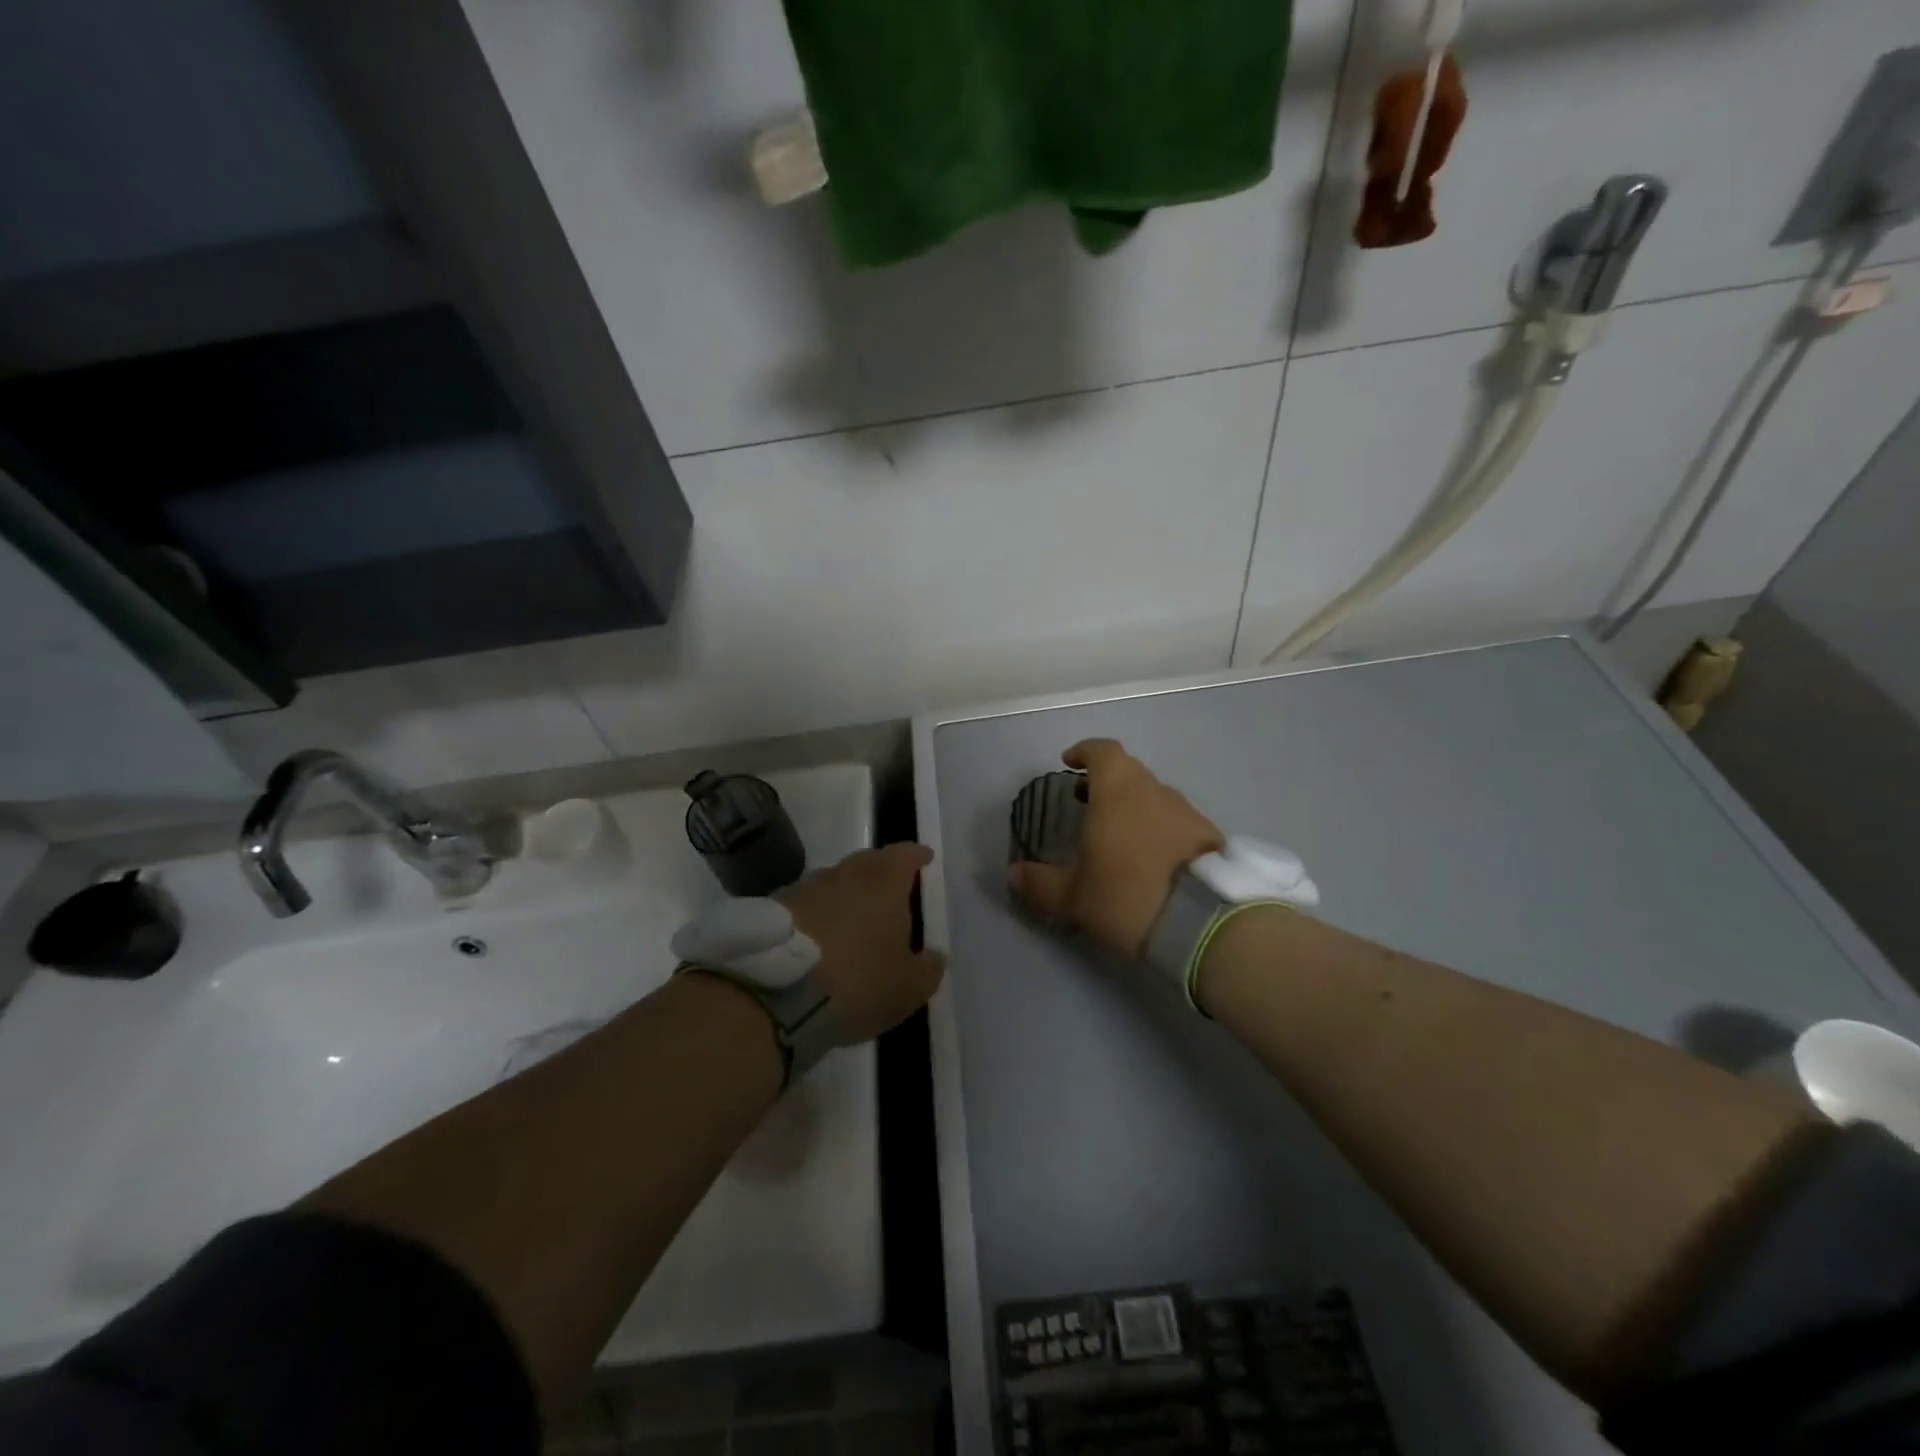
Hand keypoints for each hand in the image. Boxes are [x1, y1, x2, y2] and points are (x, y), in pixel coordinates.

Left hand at [780, 843, 945, 1045]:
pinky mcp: (775, 908)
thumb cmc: (858, 981)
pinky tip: (817, 936)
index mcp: (884, 882)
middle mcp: (845, 873)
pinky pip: (805, 903)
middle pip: (869, 861)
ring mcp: (806, 887)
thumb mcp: (908, 987)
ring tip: (852, 917)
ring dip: (846, 893)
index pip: (905, 855)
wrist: (776, 992)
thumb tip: (934, 957)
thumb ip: (928, 969)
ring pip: (834, 881)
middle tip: (891, 890)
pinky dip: (816, 913)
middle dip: (882, 871)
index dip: (916, 856)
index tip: (924, 859)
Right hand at [1008, 739, 1222, 958]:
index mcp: (1118, 792)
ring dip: (1134, 805)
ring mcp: (1187, 811)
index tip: (1069, 763)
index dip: (1085, 752)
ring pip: (1154, 795)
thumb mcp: (1075, 898)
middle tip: (1087, 803)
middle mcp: (1154, 791)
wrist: (1207, 924)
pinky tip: (1152, 858)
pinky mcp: (1210, 836)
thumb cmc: (1129, 897)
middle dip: (1105, 781)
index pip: (1103, 751)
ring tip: (1118, 835)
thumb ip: (1041, 883)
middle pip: (1129, 771)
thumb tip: (1014, 873)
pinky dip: (1158, 827)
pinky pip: (1176, 819)